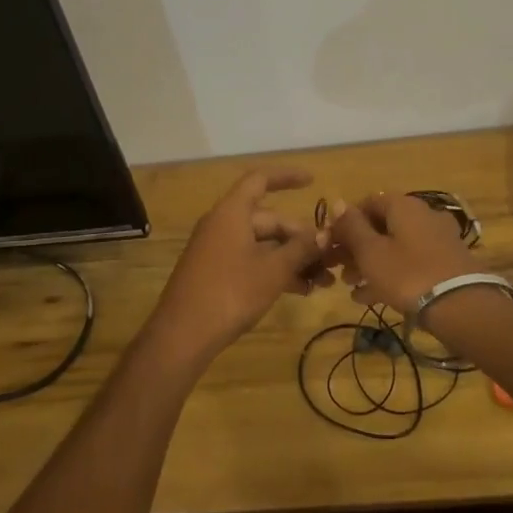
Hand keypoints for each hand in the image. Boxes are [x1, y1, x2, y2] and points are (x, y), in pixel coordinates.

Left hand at [145, 169, 329, 366]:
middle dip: (300, 237)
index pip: (260, 180)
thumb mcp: (273, 270)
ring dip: (291, 258)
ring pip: (262, 244)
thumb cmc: (230, 293)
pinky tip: (300, 290)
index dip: (286, 177)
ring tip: (322, 281)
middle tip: (329, 258)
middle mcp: (223, 224)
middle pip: (268, 219)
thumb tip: (324, 234)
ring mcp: (217, 249)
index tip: (312, 181)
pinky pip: (251, 260)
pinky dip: (274, 270)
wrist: (182, 335)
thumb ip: (301, 249)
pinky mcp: (216, 272)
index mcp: (232, 212)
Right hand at [325, 192, 477, 313]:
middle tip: (339, 269)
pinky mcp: (447, 263)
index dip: (346, 222)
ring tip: (351, 286)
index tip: (331, 244)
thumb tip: (338, 202)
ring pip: (396, 246)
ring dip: (371, 263)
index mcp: (403, 205)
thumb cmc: (408, 274)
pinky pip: (411, 262)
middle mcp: (422, 215)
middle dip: (357, 247)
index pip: (367, 202)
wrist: (462, 306)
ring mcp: (438, 239)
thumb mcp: (371, 252)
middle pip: (382, 226)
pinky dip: (391, 273)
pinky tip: (371, 297)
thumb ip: (352, 227)